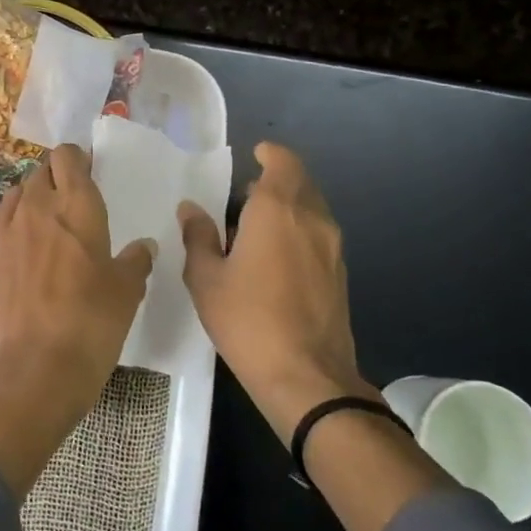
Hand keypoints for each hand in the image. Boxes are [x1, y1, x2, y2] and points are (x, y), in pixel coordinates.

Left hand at [0, 144, 154, 493]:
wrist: (35, 367)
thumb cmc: (92, 322)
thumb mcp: (127, 291)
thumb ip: (135, 261)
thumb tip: (143, 246)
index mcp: (75, 206)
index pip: (67, 156)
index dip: (77, 160)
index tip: (87, 175)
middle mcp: (35, 209)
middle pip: (38, 173)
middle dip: (53, 180)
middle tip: (69, 205)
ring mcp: (2, 234)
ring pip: (13, 198)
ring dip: (28, 204)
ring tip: (42, 229)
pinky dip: (7, 241)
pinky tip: (16, 265)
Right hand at [178, 141, 378, 441]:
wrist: (306, 376)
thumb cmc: (247, 319)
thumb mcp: (206, 278)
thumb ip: (198, 237)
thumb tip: (191, 209)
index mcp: (277, 210)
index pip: (283, 163)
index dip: (270, 154)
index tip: (255, 154)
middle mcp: (312, 219)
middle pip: (300, 183)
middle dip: (276, 180)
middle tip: (245, 195)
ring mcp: (332, 247)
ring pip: (312, 209)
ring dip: (289, 206)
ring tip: (256, 226)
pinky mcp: (340, 274)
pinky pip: (318, 235)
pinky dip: (299, 230)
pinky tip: (276, 257)